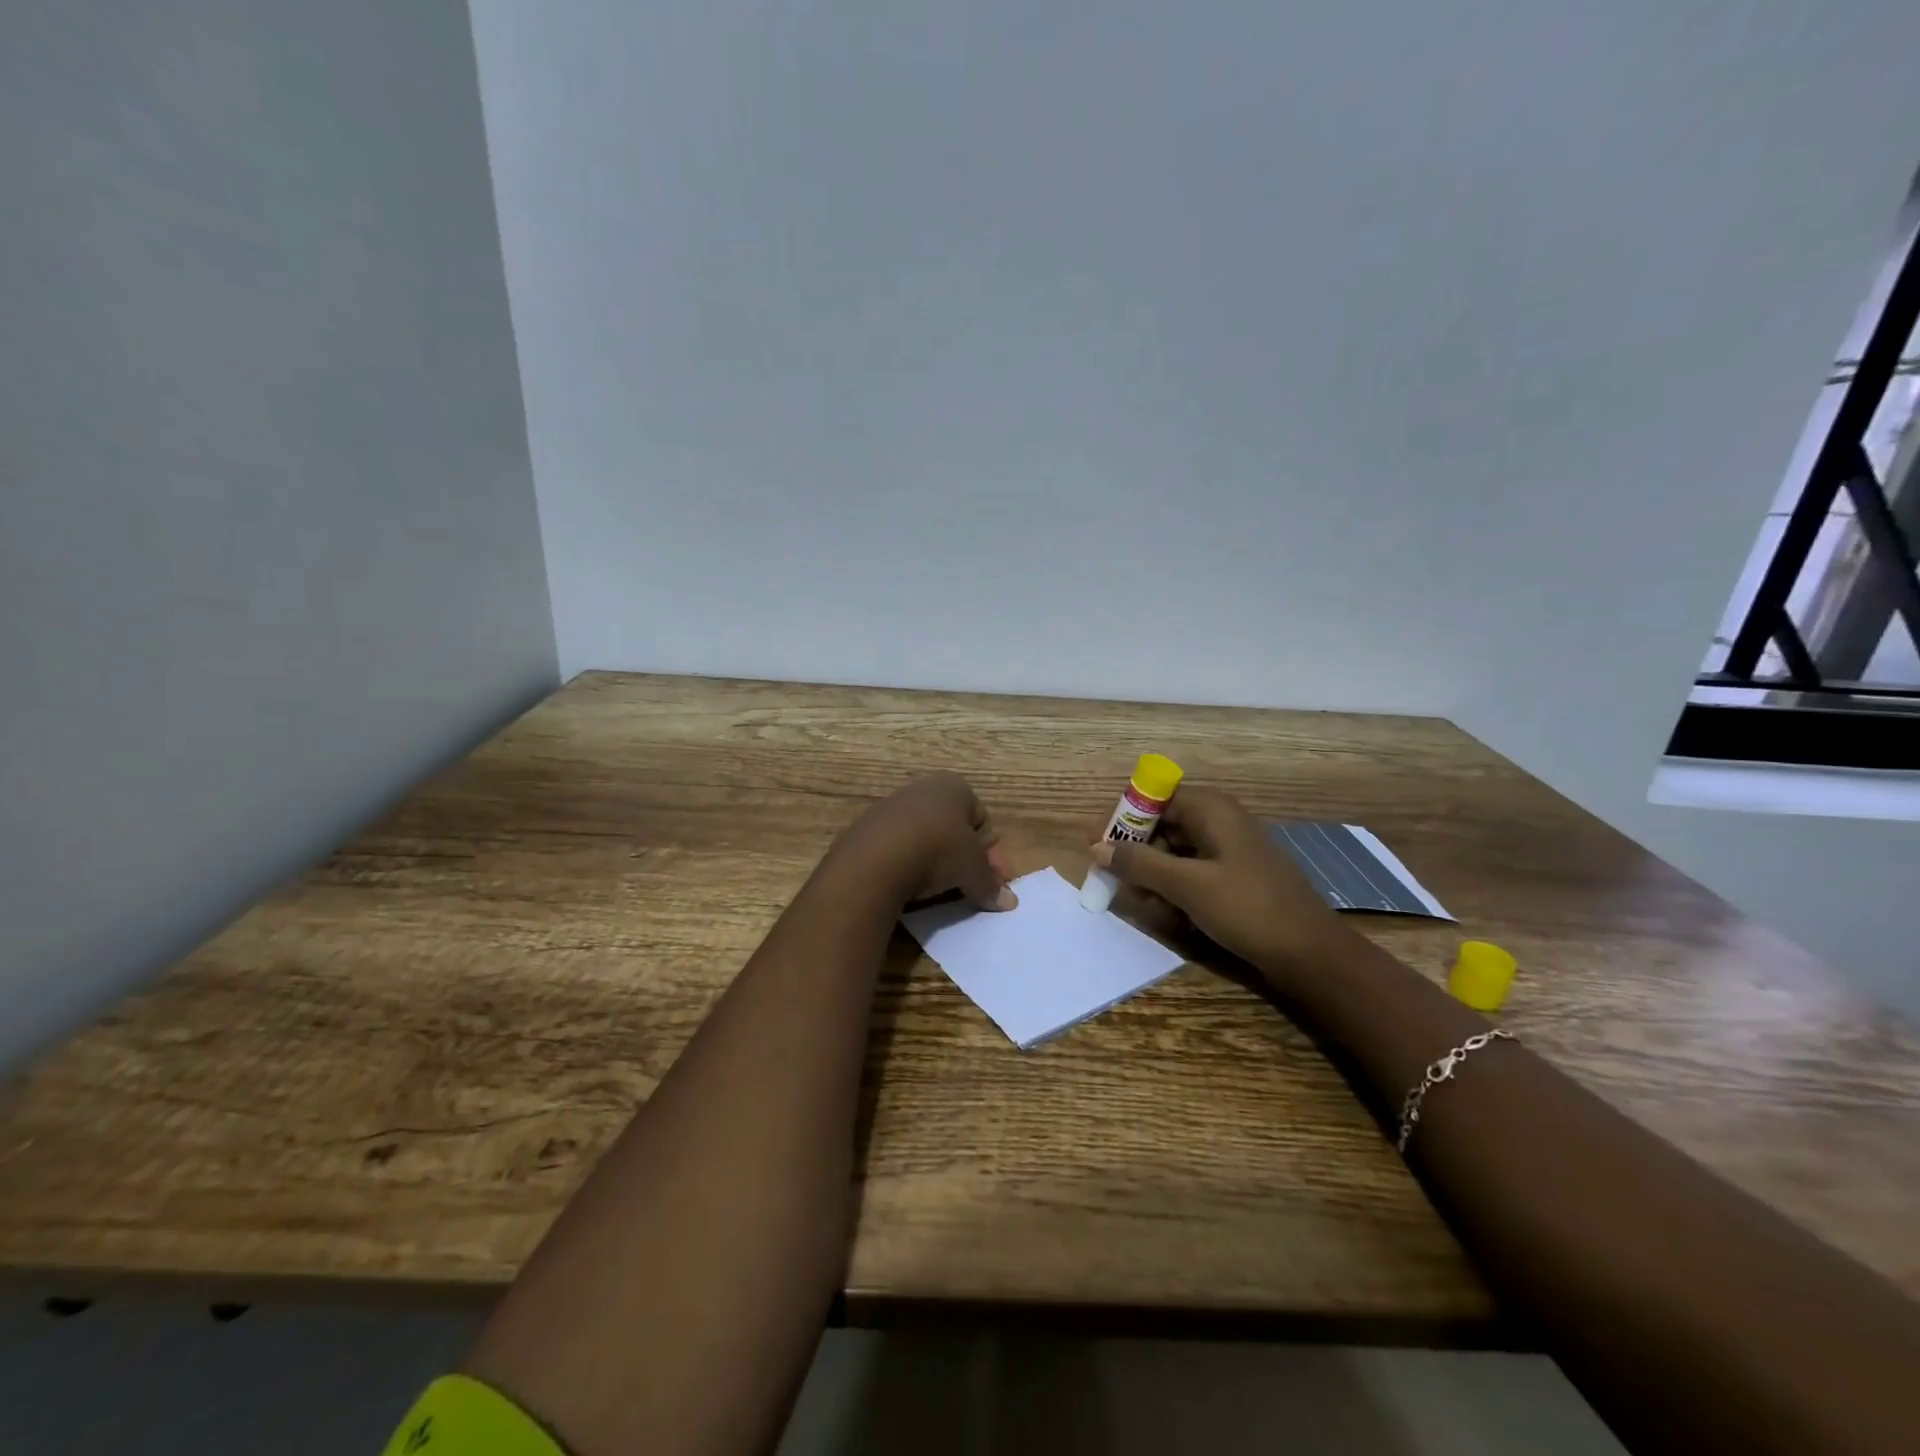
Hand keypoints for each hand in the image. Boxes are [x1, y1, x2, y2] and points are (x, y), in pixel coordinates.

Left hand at [839, 772, 1016, 910]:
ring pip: (923, 838)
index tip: (989, 879)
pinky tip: (907, 886)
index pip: (982, 818)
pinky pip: (897, 849)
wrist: (876, 859)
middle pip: (952, 828)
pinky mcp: (867, 830)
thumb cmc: (938, 851)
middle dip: (962, 857)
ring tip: (935, 890)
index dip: (990, 851)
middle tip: (966, 887)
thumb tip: (1009, 902)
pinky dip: (906, 866)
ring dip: (933, 862)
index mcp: (954, 787)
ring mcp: (891, 807)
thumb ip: (991, 884)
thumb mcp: (973, 870)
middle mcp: (923, 789)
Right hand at [1090, 785, 1345, 976]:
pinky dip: (1175, 889)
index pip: (1151, 798)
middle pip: (1161, 825)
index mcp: (1211, 809)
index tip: (1095, 845)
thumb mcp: (1187, 886)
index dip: (1120, 818)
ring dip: (1153, 876)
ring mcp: (1228, 850)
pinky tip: (1170, 914)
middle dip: (1136, 854)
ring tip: (1146, 905)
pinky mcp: (1234, 877)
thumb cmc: (1248, 909)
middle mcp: (1218, 821)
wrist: (1312, 954)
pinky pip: (1191, 873)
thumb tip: (1096, 847)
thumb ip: (1139, 863)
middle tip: (1115, 883)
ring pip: (1173, 852)